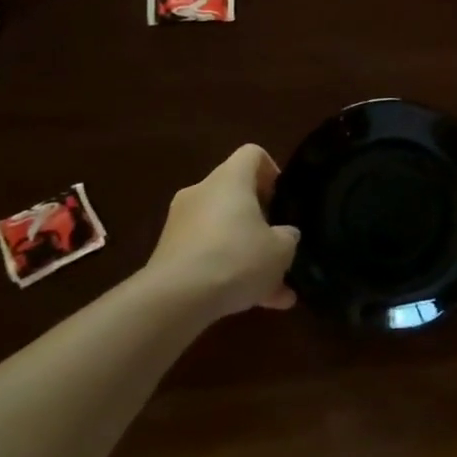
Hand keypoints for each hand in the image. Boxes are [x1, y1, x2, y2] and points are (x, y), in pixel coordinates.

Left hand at [144, 145, 299, 317]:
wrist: (175, 299)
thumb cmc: (236, 258)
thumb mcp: (281, 251)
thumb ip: (288, 237)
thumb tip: (284, 235)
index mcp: (230, 179)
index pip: (252, 154)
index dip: (272, 171)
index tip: (282, 200)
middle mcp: (201, 192)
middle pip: (236, 195)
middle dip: (260, 221)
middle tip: (278, 246)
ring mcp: (180, 224)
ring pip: (224, 231)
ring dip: (247, 253)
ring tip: (273, 288)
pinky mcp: (168, 254)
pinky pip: (207, 256)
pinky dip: (227, 273)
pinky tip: (251, 303)